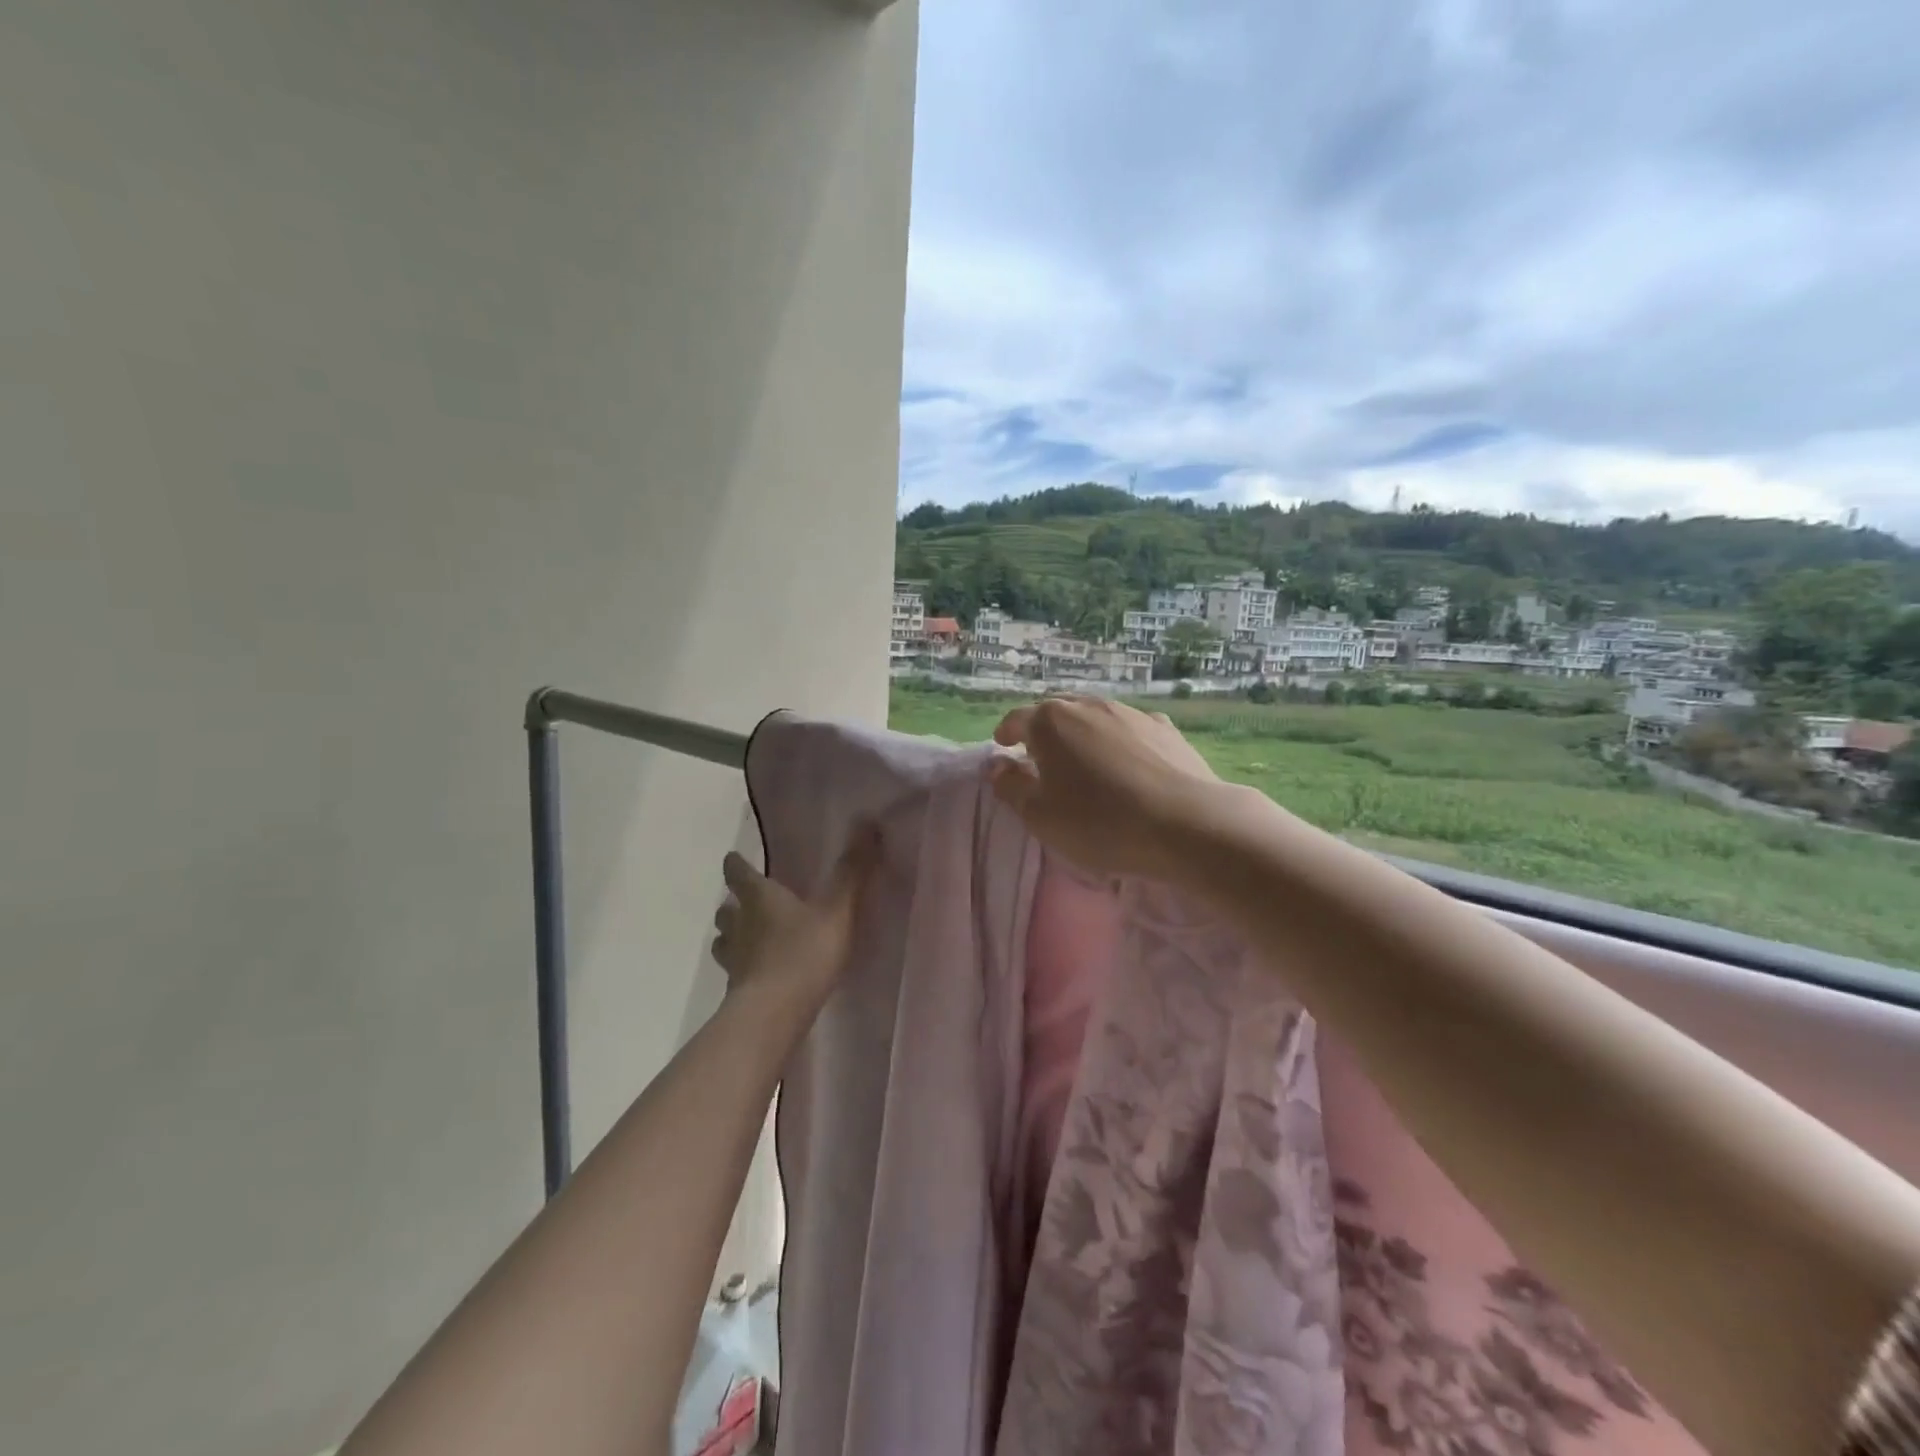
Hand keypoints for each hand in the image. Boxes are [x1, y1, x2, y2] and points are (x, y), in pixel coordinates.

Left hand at [710, 828, 878, 1014]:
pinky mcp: (736, 992)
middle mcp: (740, 925)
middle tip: (743, 901)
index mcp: (760, 898)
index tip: (733, 858)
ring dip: (731, 936)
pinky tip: (757, 974)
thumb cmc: (803, 954)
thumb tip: (866, 821)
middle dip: (732, 904)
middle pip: (726, 910)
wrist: (773, 1015)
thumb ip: (852, 870)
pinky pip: (735, 972)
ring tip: (746, 938)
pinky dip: (743, 968)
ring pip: (724, 941)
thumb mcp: (837, 909)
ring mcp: (734, 961)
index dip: (736, 865)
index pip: (739, 874)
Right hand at [987, 694, 1221, 879]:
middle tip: (1039, 755)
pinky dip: (1118, 740)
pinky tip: (1126, 761)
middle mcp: (1088, 706)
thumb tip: (996, 765)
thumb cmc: (1099, 822)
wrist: (1185, 824)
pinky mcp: (1164, 728)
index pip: (1017, 719)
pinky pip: (1129, 728)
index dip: (1006, 733)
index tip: (1002, 746)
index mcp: (1050, 722)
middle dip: (1043, 730)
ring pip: (1094, 716)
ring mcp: (1129, 712)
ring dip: (1081, 733)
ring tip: (1083, 759)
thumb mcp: (1040, 816)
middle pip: (1056, 711)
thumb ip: (1010, 787)